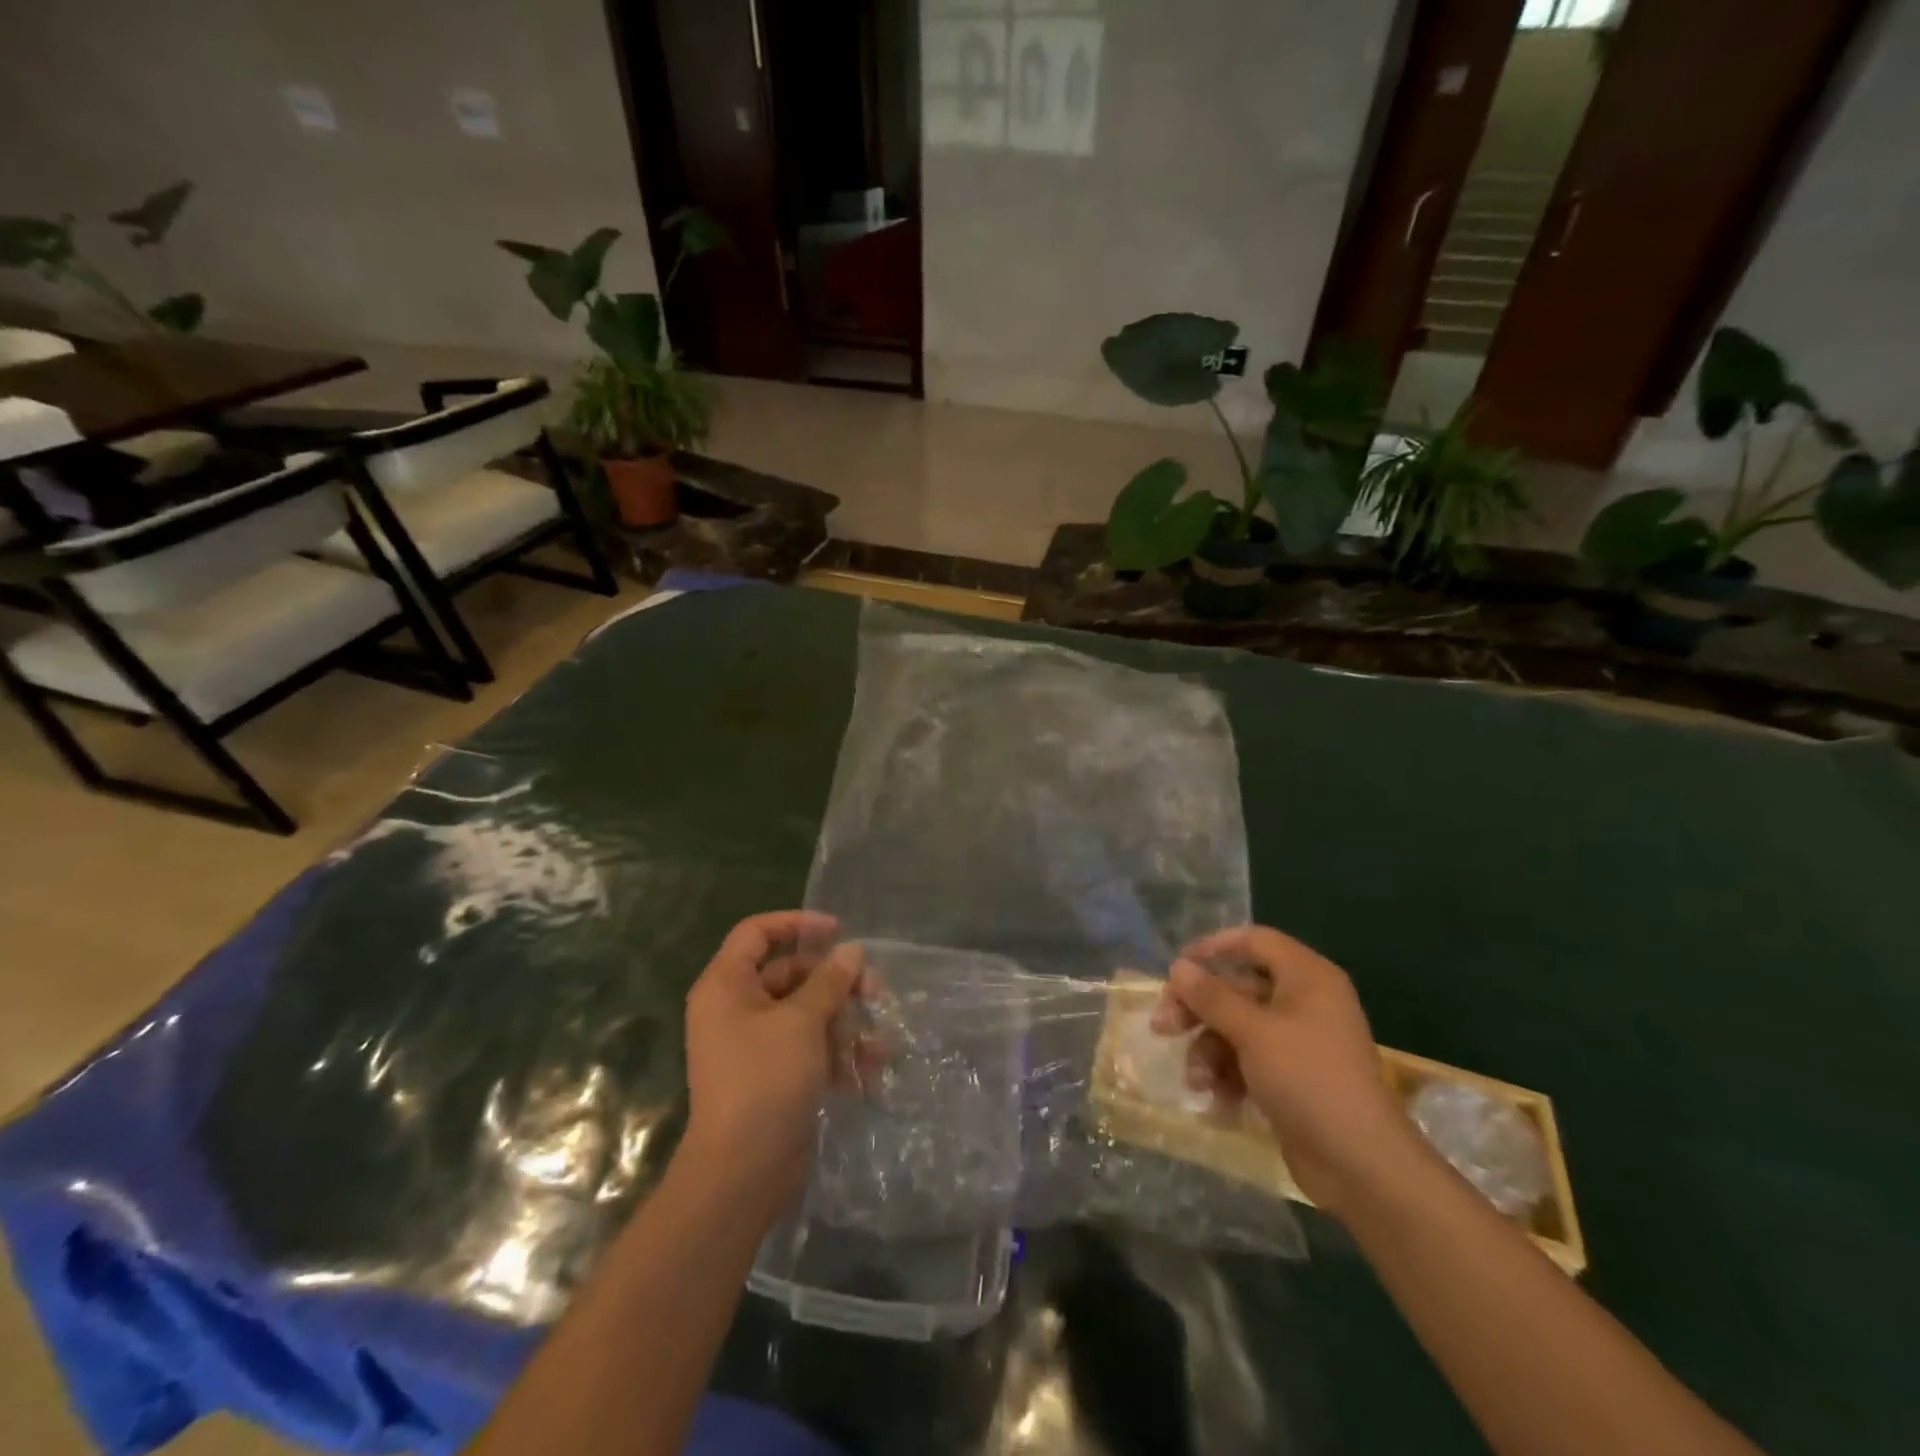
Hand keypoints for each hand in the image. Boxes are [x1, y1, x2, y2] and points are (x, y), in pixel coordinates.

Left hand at [680, 911, 861, 1224]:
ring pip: (806, 1013)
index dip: (797, 923)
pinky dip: (837, 1053)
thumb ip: (829, 981)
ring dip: (844, 1022)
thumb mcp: (802, 1021)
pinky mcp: (774, 1075)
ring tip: (878, 1042)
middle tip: (875, 990)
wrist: (742, 1173)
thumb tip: (851, 950)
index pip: (757, 932)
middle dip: (836, 982)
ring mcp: (755, 1044)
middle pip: (791, 973)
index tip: (839, 930)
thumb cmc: (765, 1080)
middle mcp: (736, 1008)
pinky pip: (808, 1047)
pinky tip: (869, 1070)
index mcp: (727, 986)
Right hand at [1153, 924, 1425, 1216]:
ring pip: (1237, 1027)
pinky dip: (1228, 1074)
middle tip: (1163, 1026)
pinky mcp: (1292, 1077)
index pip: (1254, 941)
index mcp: (1306, 977)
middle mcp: (1304, 1001)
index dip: (1214, 948)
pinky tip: (1218, 1099)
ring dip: (1209, 1050)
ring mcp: (1298, 1041)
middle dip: (1198, 1009)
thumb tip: (1178, 966)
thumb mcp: (1252, 1032)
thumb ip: (1211, 996)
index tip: (1178, 968)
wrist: (1360, 1164)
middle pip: (1237, 987)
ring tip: (1196, 1080)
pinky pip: (1249, 1060)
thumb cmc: (1307, 1079)